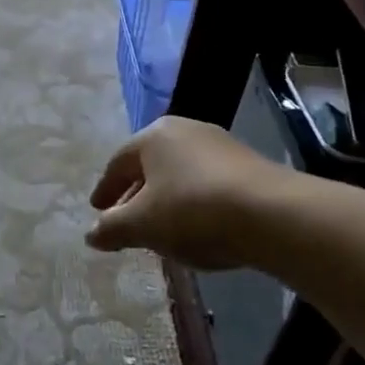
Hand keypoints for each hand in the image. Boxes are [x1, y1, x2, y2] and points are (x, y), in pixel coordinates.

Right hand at [87, 115, 306, 269]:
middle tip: (125, 220)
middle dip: (135, 195)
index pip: (118, 163)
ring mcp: (221, 145)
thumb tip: (91, 234)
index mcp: (153, 136)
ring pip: (180, 174)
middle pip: (150, 166)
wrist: (274, 215)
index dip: (105, 189)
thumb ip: (112, 228)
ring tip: (161, 228)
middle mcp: (186, 130)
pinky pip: (208, 183)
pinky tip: (197, 228)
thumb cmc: (192, 211)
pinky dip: (194, 203)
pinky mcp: (249, 165)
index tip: (97, 209)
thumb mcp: (142, 225)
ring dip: (166, 200)